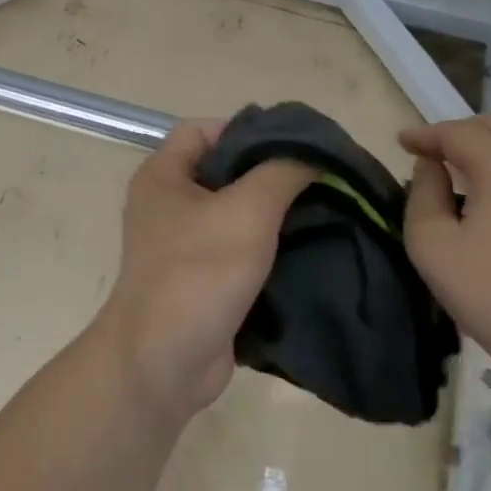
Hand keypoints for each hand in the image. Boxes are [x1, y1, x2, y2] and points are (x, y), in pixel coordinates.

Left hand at [96, 121, 315, 421]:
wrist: (164, 361)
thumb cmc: (199, 272)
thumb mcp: (247, 210)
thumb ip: (282, 171)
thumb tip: (313, 152)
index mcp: (164, 174)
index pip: (206, 129)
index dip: (249, 130)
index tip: (296, 146)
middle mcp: (169, 203)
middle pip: (226, 170)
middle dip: (272, 173)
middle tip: (322, 178)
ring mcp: (184, 243)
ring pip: (237, 213)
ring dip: (277, 213)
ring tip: (327, 211)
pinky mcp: (203, 278)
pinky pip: (240, 249)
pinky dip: (271, 247)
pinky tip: (311, 248)